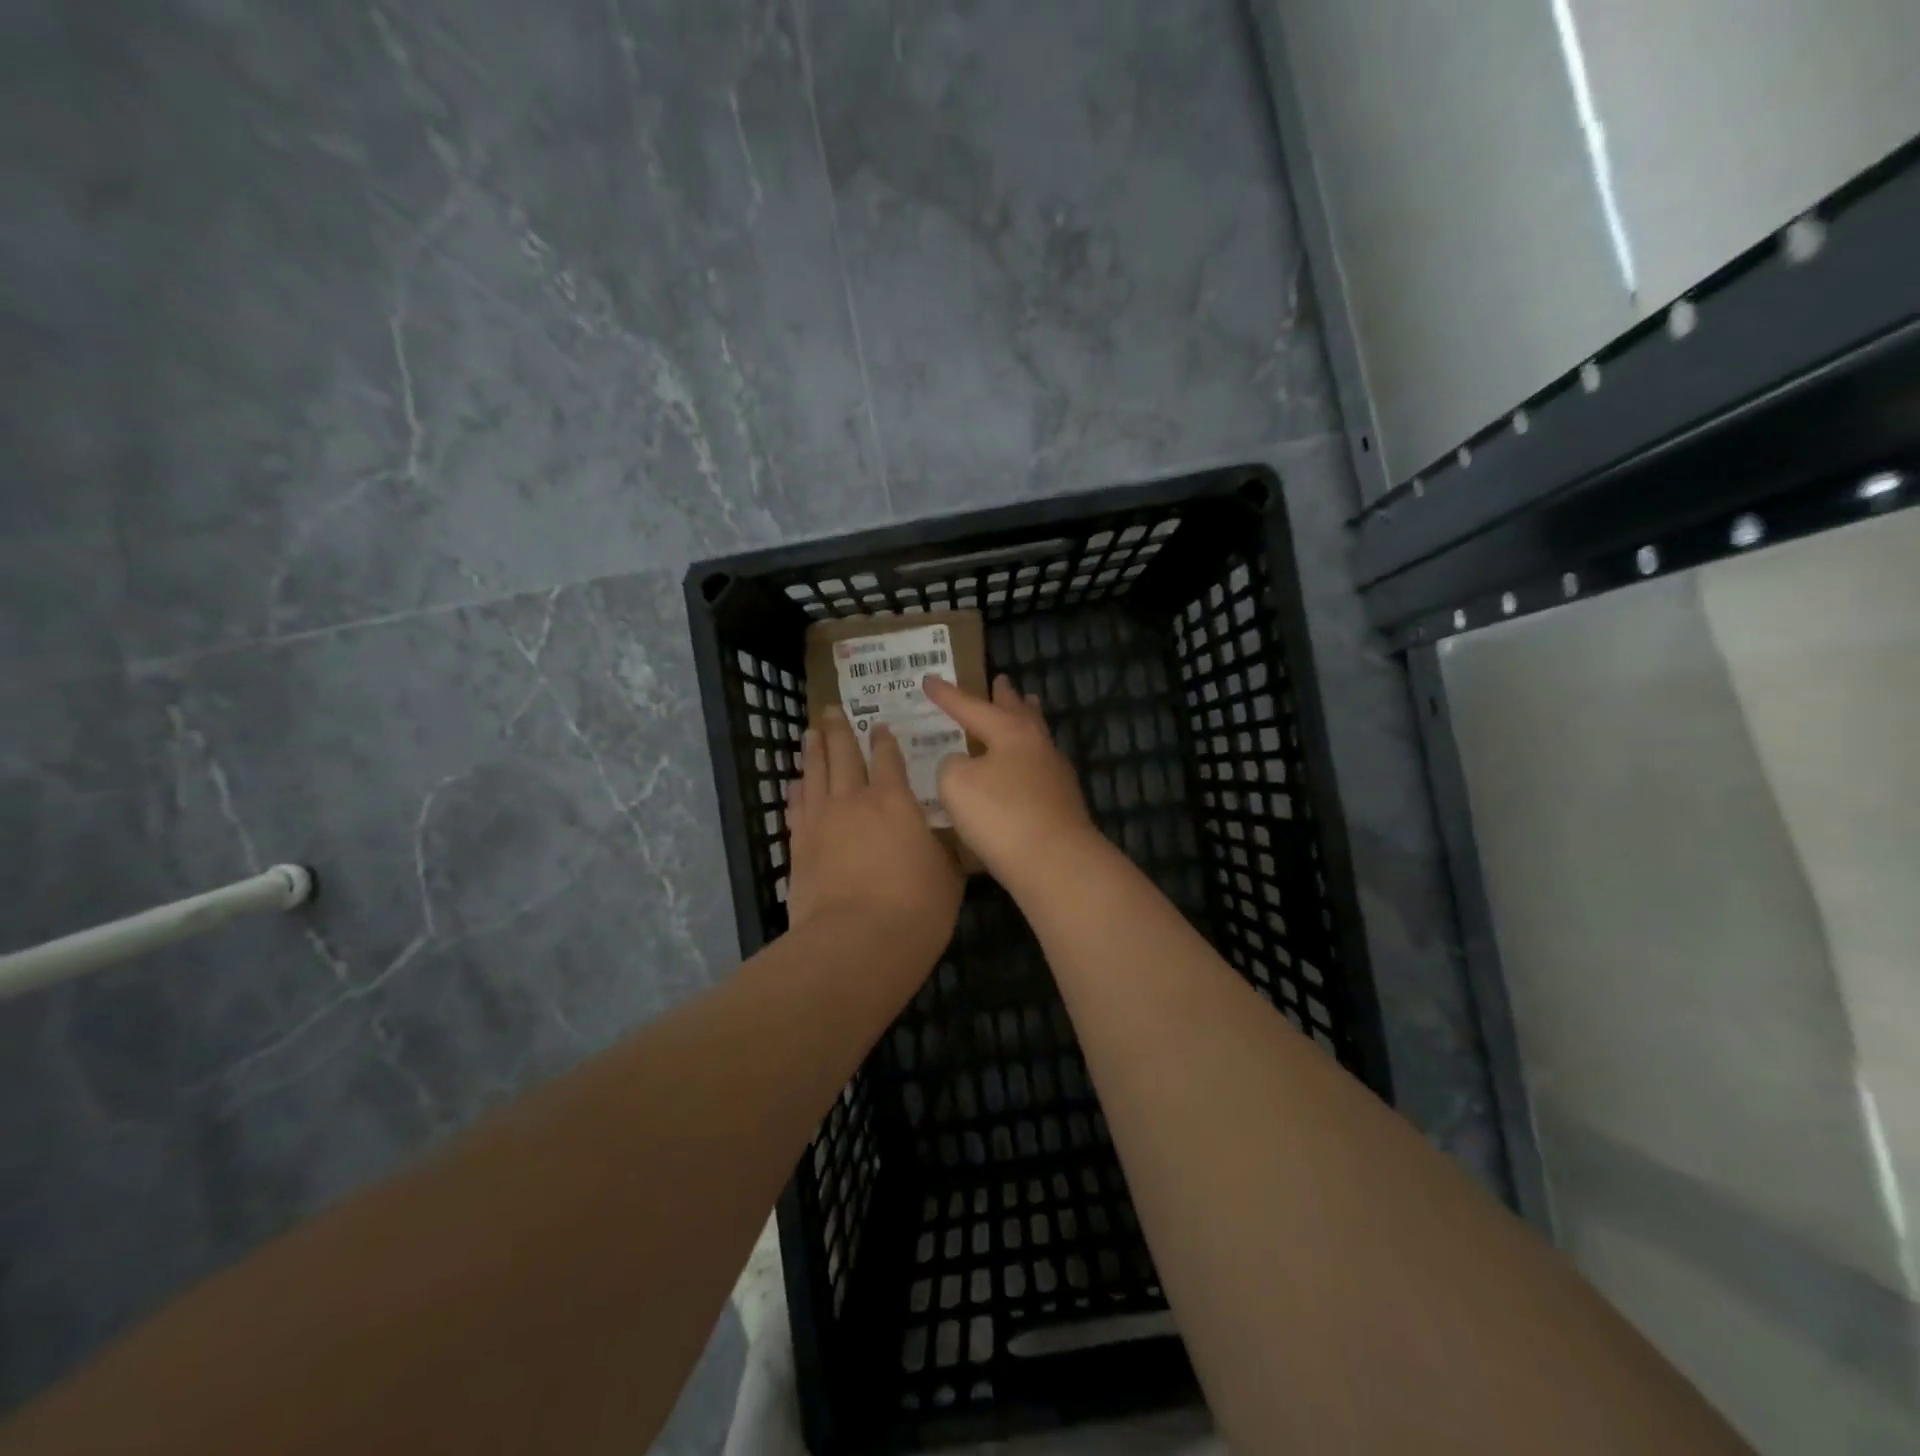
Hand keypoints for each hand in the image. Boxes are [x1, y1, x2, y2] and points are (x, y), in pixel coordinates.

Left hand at [785, 707, 963, 963]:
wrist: (855, 943)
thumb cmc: (915, 909)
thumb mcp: (946, 877)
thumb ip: (940, 852)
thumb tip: (937, 844)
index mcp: (895, 801)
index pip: (888, 758)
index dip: (883, 740)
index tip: (879, 725)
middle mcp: (854, 800)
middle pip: (842, 754)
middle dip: (839, 730)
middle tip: (832, 710)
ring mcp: (821, 822)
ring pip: (814, 773)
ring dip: (813, 750)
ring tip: (811, 733)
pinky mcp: (799, 846)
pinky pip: (797, 807)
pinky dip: (797, 790)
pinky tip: (795, 782)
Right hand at [924, 674, 1099, 890]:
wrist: (1055, 862)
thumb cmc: (1001, 815)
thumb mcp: (957, 784)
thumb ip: (952, 766)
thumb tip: (964, 764)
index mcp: (1011, 732)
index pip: (972, 707)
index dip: (948, 696)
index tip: (929, 680)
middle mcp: (1037, 745)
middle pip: (1019, 713)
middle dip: (1006, 697)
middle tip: (1002, 680)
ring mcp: (1055, 774)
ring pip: (1036, 737)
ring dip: (1027, 719)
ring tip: (1026, 707)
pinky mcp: (1063, 803)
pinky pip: (1040, 766)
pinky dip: (1028, 757)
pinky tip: (1027, 767)